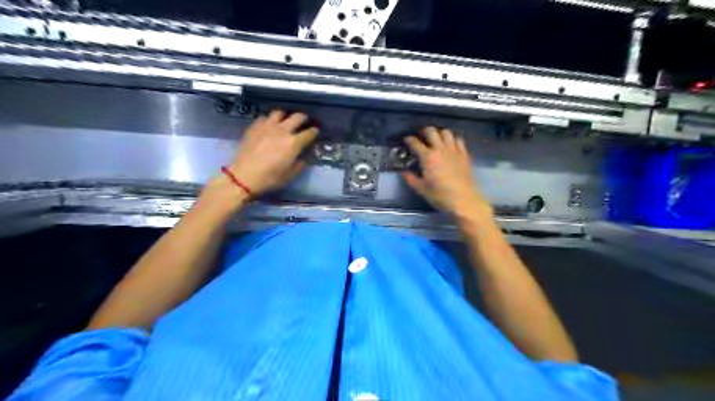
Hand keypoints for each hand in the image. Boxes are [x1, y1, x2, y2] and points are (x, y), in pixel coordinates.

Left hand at [224, 110, 315, 197]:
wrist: (244, 176)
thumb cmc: (270, 178)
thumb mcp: (290, 175)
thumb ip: (300, 164)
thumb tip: (303, 157)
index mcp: (294, 143)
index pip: (309, 133)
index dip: (315, 131)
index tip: (316, 131)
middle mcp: (283, 130)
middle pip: (297, 117)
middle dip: (303, 118)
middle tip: (304, 121)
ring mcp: (267, 126)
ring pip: (279, 113)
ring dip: (285, 116)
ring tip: (285, 121)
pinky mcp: (254, 127)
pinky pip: (264, 117)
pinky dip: (269, 120)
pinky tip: (268, 126)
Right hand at [401, 128, 491, 216]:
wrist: (463, 200)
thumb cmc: (440, 195)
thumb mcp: (421, 189)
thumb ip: (411, 178)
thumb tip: (404, 172)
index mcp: (427, 157)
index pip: (415, 143)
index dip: (409, 139)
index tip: (406, 140)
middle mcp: (440, 149)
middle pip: (431, 131)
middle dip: (424, 131)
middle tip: (421, 137)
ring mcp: (454, 150)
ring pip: (446, 132)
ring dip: (439, 133)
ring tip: (436, 139)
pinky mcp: (464, 154)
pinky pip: (458, 140)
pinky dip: (453, 139)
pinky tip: (450, 145)